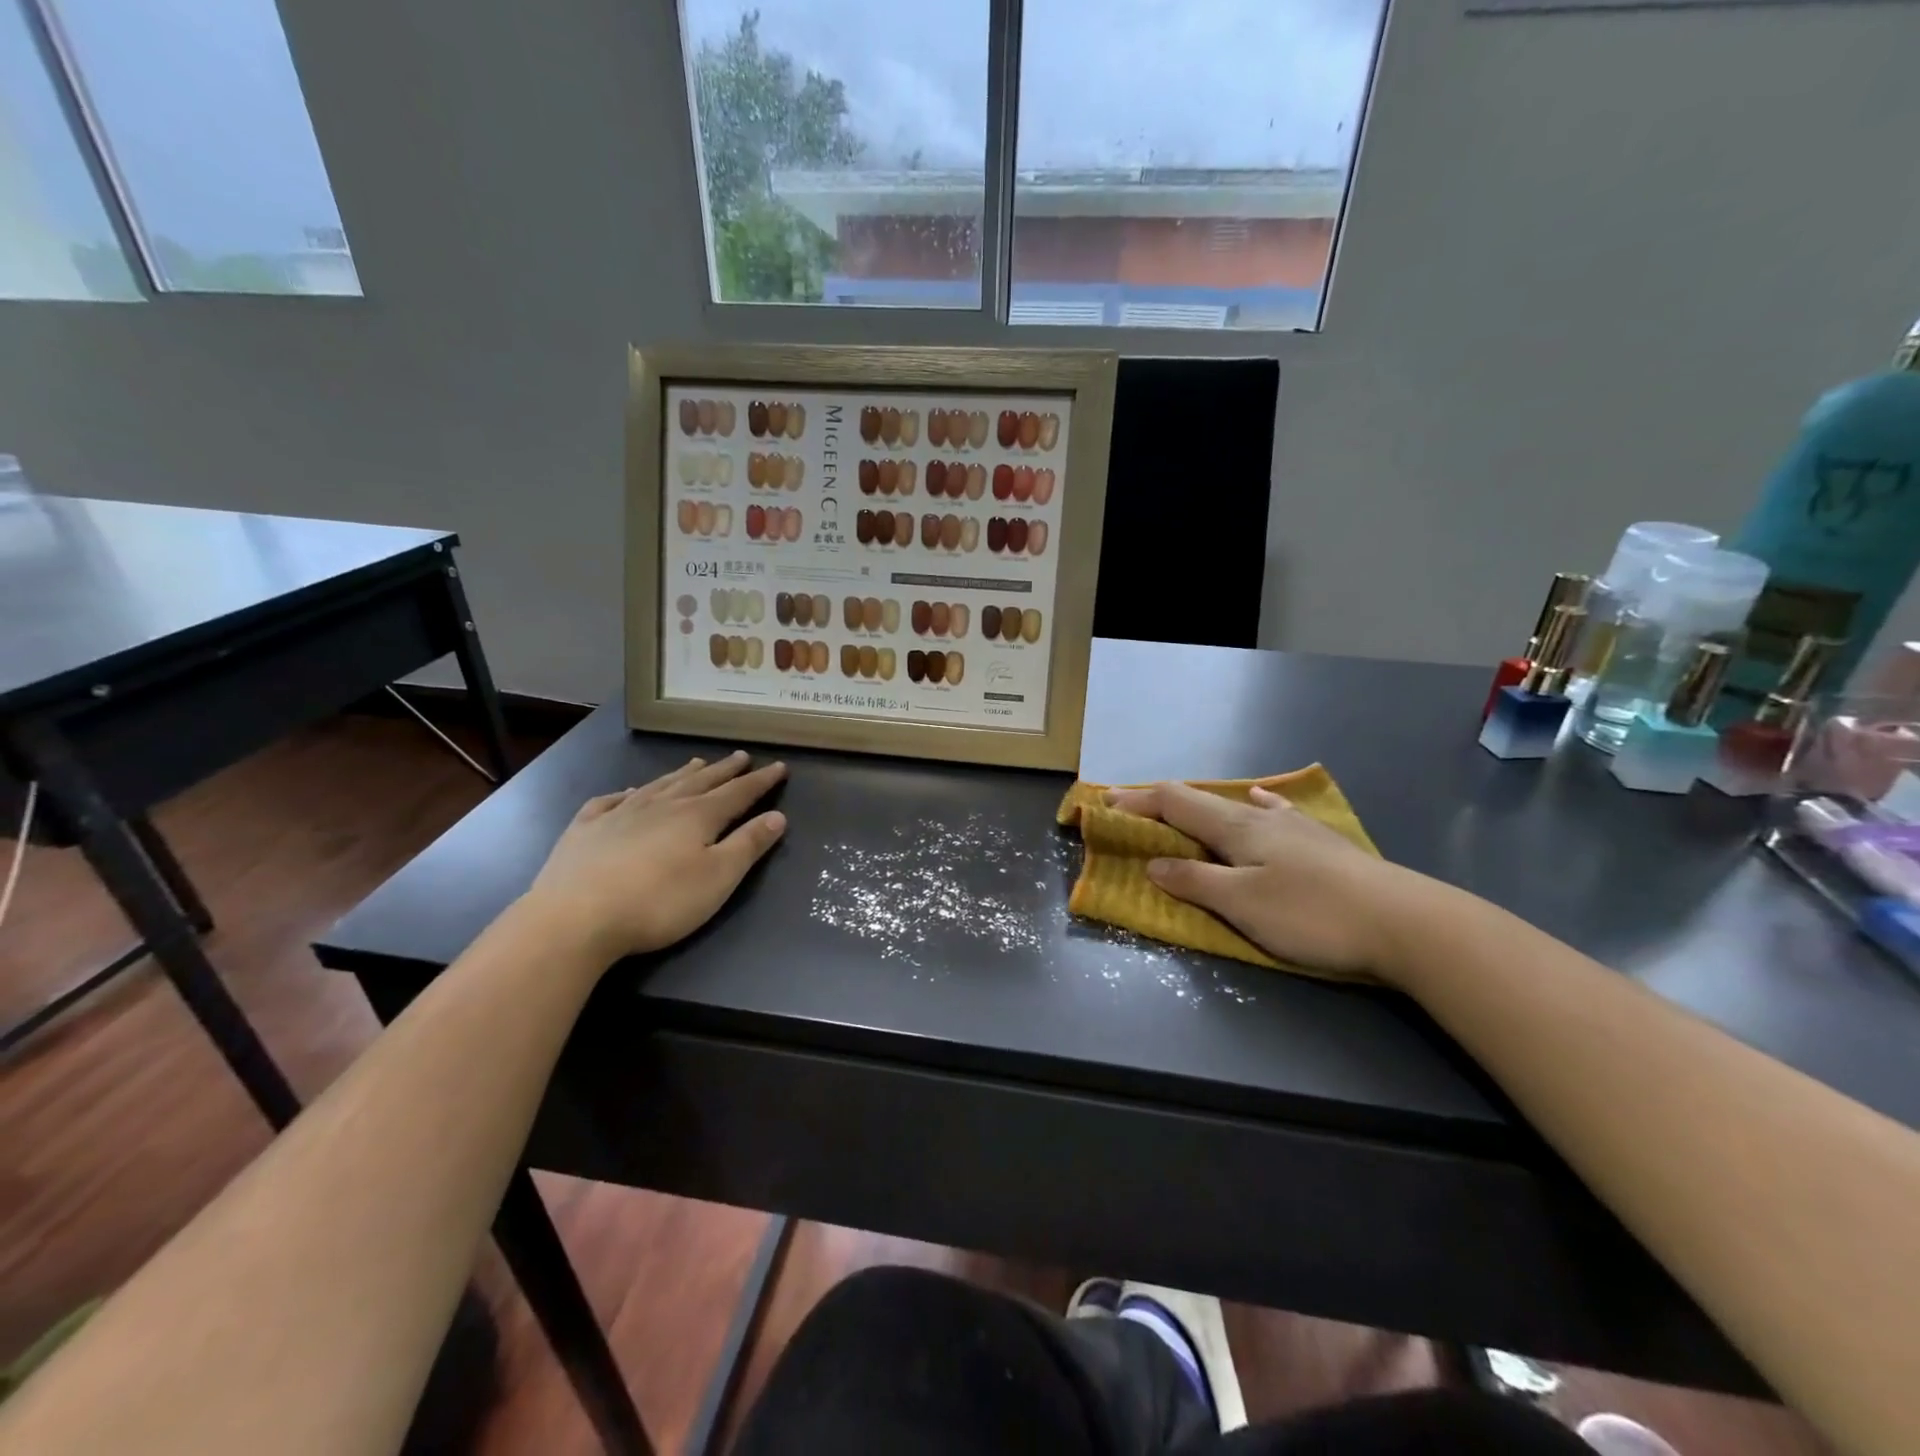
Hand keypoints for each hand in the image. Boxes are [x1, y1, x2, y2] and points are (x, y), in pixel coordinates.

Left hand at [525, 751, 786, 961]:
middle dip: (724, 770)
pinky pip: (609, 801)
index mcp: (697, 816)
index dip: (760, 781)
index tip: (779, 767)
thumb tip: (778, 816)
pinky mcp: (585, 829)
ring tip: (696, 763)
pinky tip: (627, 793)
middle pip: (700, 782)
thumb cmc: (659, 901)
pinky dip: (625, 793)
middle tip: (741, 756)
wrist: (575, 917)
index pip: (738, 793)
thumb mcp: (718, 878)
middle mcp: (661, 805)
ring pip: (659, 785)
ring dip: (681, 774)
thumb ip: (748, 845)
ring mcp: (619, 813)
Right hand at [1106, 782, 1409, 977]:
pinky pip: (1272, 813)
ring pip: (1236, 806)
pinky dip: (1252, 806)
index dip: (1138, 801)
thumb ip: (1195, 880)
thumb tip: (1153, 862)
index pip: (1175, 802)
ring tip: (1186, 811)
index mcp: (1237, 827)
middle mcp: (1262, 817)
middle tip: (1134, 810)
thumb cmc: (1313, 915)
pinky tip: (1263, 802)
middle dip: (1162, 803)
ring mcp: (1296, 826)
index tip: (1105, 802)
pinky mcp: (1322, 843)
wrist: (1406, 922)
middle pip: (1202, 800)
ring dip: (1202, 807)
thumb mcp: (1243, 904)